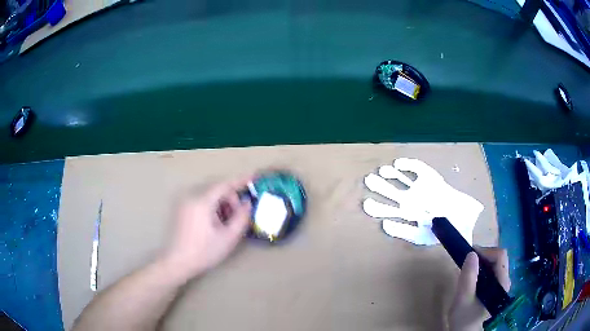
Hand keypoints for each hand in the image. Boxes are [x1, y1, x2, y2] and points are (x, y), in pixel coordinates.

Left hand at [162, 177, 252, 281]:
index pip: (225, 184)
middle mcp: (191, 196)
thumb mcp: (228, 237)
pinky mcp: (182, 208)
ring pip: (209, 195)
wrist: (177, 262)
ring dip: (222, 204)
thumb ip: (241, 218)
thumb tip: (247, 203)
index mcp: (202, 202)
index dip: (241, 180)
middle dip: (231, 199)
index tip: (254, 177)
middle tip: (238, 217)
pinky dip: (212, 206)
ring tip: (226, 223)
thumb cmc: (204, 252)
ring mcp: (184, 202)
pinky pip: (201, 200)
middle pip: (217, 189)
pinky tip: (214, 224)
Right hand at [448, 248, 510, 330]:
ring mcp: (501, 286)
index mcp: (501, 283)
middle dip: (483, 256)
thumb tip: (471, 254)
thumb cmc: (465, 319)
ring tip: (469, 270)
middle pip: (499, 259)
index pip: (500, 256)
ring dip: (482, 263)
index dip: (486, 251)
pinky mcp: (496, 290)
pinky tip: (473, 278)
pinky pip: (492, 273)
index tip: (470, 255)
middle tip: (468, 262)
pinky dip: (483, 270)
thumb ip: (468, 278)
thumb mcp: (463, 299)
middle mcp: (505, 282)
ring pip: (496, 265)